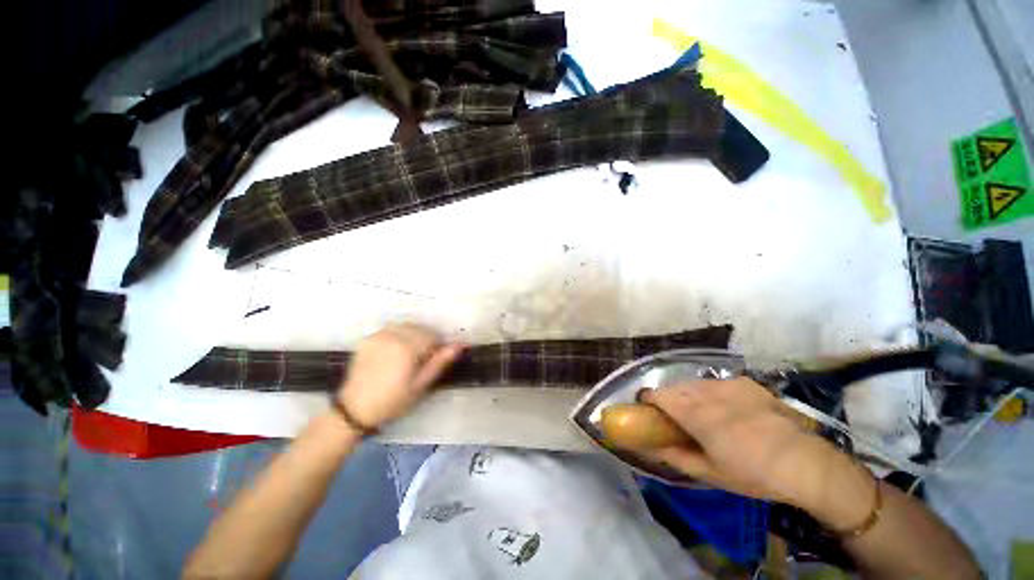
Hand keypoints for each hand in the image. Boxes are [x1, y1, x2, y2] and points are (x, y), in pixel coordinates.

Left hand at [338, 323, 463, 428]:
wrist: (355, 410)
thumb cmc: (393, 400)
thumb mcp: (421, 384)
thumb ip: (440, 362)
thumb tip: (459, 345)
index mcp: (407, 347)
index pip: (432, 336)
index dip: (437, 346)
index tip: (435, 359)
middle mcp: (392, 336)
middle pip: (419, 329)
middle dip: (425, 340)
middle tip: (422, 359)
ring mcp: (378, 336)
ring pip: (405, 327)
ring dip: (412, 335)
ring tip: (409, 354)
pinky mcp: (367, 339)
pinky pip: (390, 330)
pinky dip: (398, 335)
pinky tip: (394, 351)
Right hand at [641, 378, 844, 507]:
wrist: (804, 463)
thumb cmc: (752, 473)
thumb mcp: (709, 473)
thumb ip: (675, 457)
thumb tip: (651, 447)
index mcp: (694, 414)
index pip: (657, 394)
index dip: (648, 400)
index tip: (649, 411)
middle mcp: (706, 392)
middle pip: (674, 386)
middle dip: (668, 398)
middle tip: (676, 418)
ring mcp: (727, 384)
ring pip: (694, 383)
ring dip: (689, 395)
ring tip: (701, 413)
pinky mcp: (746, 383)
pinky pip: (717, 383)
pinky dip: (712, 392)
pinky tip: (726, 408)